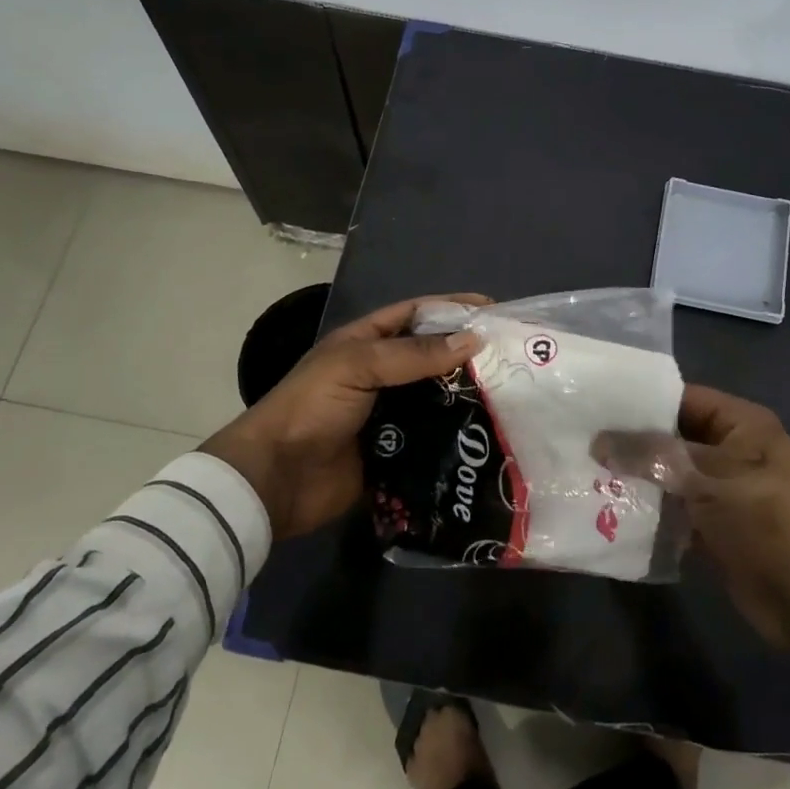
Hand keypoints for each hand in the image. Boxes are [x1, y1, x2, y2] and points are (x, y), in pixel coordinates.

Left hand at [203, 294, 486, 539]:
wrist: (275, 480)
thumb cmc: (311, 408)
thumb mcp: (357, 365)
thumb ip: (413, 354)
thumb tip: (472, 340)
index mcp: (366, 343)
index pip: (417, 314)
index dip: (453, 308)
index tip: (494, 310)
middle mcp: (381, 375)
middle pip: (433, 357)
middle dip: (469, 356)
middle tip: (514, 359)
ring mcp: (390, 416)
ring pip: (438, 399)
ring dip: (468, 398)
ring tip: (513, 397)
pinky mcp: (396, 453)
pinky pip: (434, 440)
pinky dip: (457, 437)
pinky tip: (489, 438)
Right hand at [595, 386, 789, 682]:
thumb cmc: (767, 522)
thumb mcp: (709, 480)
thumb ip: (652, 457)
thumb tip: (598, 442)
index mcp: (741, 424)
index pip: (683, 398)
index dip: (641, 401)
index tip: (594, 404)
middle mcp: (730, 450)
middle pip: (672, 436)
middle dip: (630, 442)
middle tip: (578, 441)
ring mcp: (721, 490)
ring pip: (668, 475)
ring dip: (634, 478)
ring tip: (582, 472)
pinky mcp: (713, 527)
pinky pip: (673, 509)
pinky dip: (647, 510)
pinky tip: (605, 509)